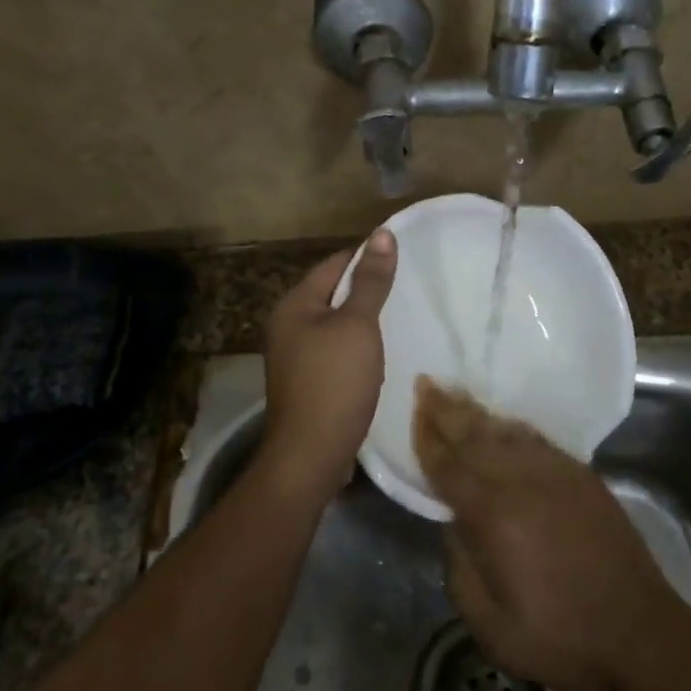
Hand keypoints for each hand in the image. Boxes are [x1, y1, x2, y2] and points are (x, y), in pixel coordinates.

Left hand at [258, 229, 398, 502]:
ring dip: (361, 320)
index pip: (334, 264)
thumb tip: (383, 234)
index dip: (366, 257)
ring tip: (397, 316)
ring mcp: (292, 355)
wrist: (310, 455)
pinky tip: (376, 353)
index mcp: (293, 304)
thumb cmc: (335, 381)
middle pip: (331, 293)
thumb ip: (371, 281)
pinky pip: (332, 349)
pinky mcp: (304, 380)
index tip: (401, 258)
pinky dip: (354, 346)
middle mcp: (286, 325)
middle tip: (405, 287)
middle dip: (364, 289)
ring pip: (333, 323)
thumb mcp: (358, 325)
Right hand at [414, 379, 679, 690]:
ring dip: (477, 411)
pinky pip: (536, 440)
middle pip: (474, 437)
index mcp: (494, 516)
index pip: (449, 468)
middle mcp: (521, 482)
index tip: (413, 411)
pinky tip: (503, 422)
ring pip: (505, 432)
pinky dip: (513, 427)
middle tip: (425, 383)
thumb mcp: (493, 627)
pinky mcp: (580, 475)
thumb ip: (461, 571)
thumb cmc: (561, 637)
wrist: (640, 631)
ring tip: (455, 393)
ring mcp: (555, 472)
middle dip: (446, 410)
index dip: (427, 439)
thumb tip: (453, 526)